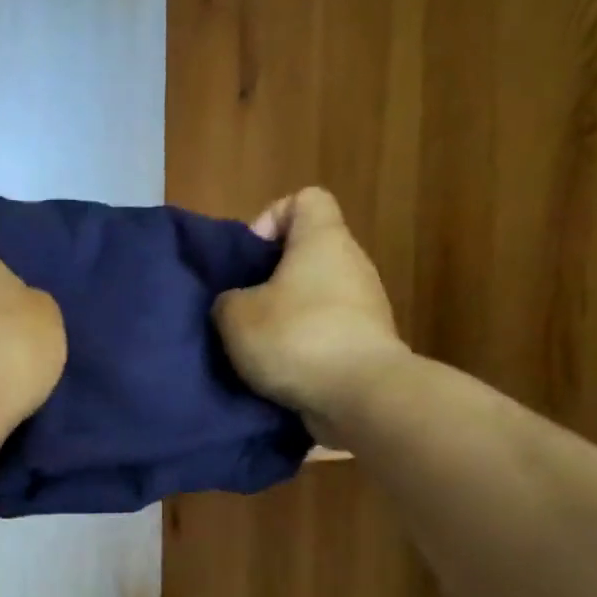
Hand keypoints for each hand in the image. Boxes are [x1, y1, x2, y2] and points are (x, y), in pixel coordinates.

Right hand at [213, 187, 409, 446]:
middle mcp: (352, 264)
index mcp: (323, 240)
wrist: (362, 396)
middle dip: (272, 278)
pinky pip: (328, 332)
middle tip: (243, 308)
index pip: (306, 199)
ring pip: (317, 297)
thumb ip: (228, 300)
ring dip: (287, 317)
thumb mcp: (236, 316)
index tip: (251, 257)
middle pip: (309, 254)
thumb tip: (237, 304)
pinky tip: (281, 371)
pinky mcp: (368, 344)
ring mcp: (366, 306)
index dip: (272, 218)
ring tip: (258, 346)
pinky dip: (305, 347)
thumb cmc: (296, 337)